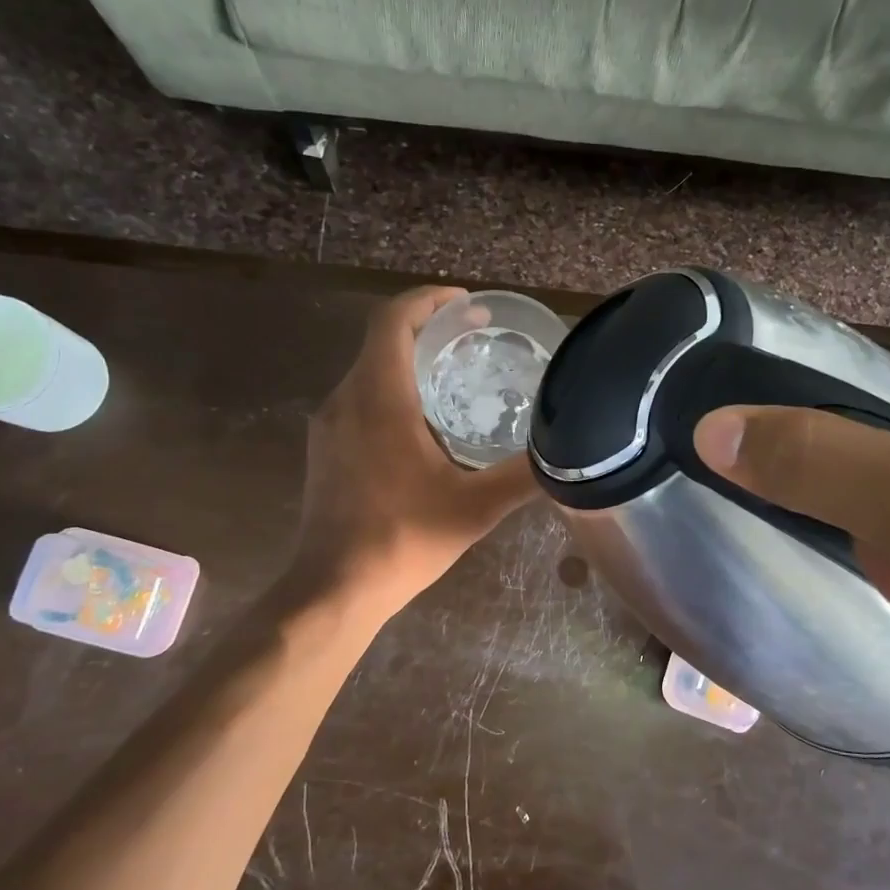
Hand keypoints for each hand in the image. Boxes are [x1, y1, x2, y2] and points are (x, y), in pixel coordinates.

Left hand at [287, 286, 537, 625]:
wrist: (335, 588)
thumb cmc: (403, 539)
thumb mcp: (474, 508)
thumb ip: (521, 476)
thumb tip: (564, 456)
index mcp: (379, 398)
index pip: (394, 320)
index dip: (429, 300)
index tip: (467, 305)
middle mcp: (345, 399)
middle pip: (382, 341)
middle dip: (428, 329)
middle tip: (475, 340)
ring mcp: (329, 425)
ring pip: (369, 371)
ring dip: (410, 362)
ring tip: (456, 379)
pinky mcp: (324, 449)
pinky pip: (360, 399)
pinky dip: (393, 392)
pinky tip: (424, 426)